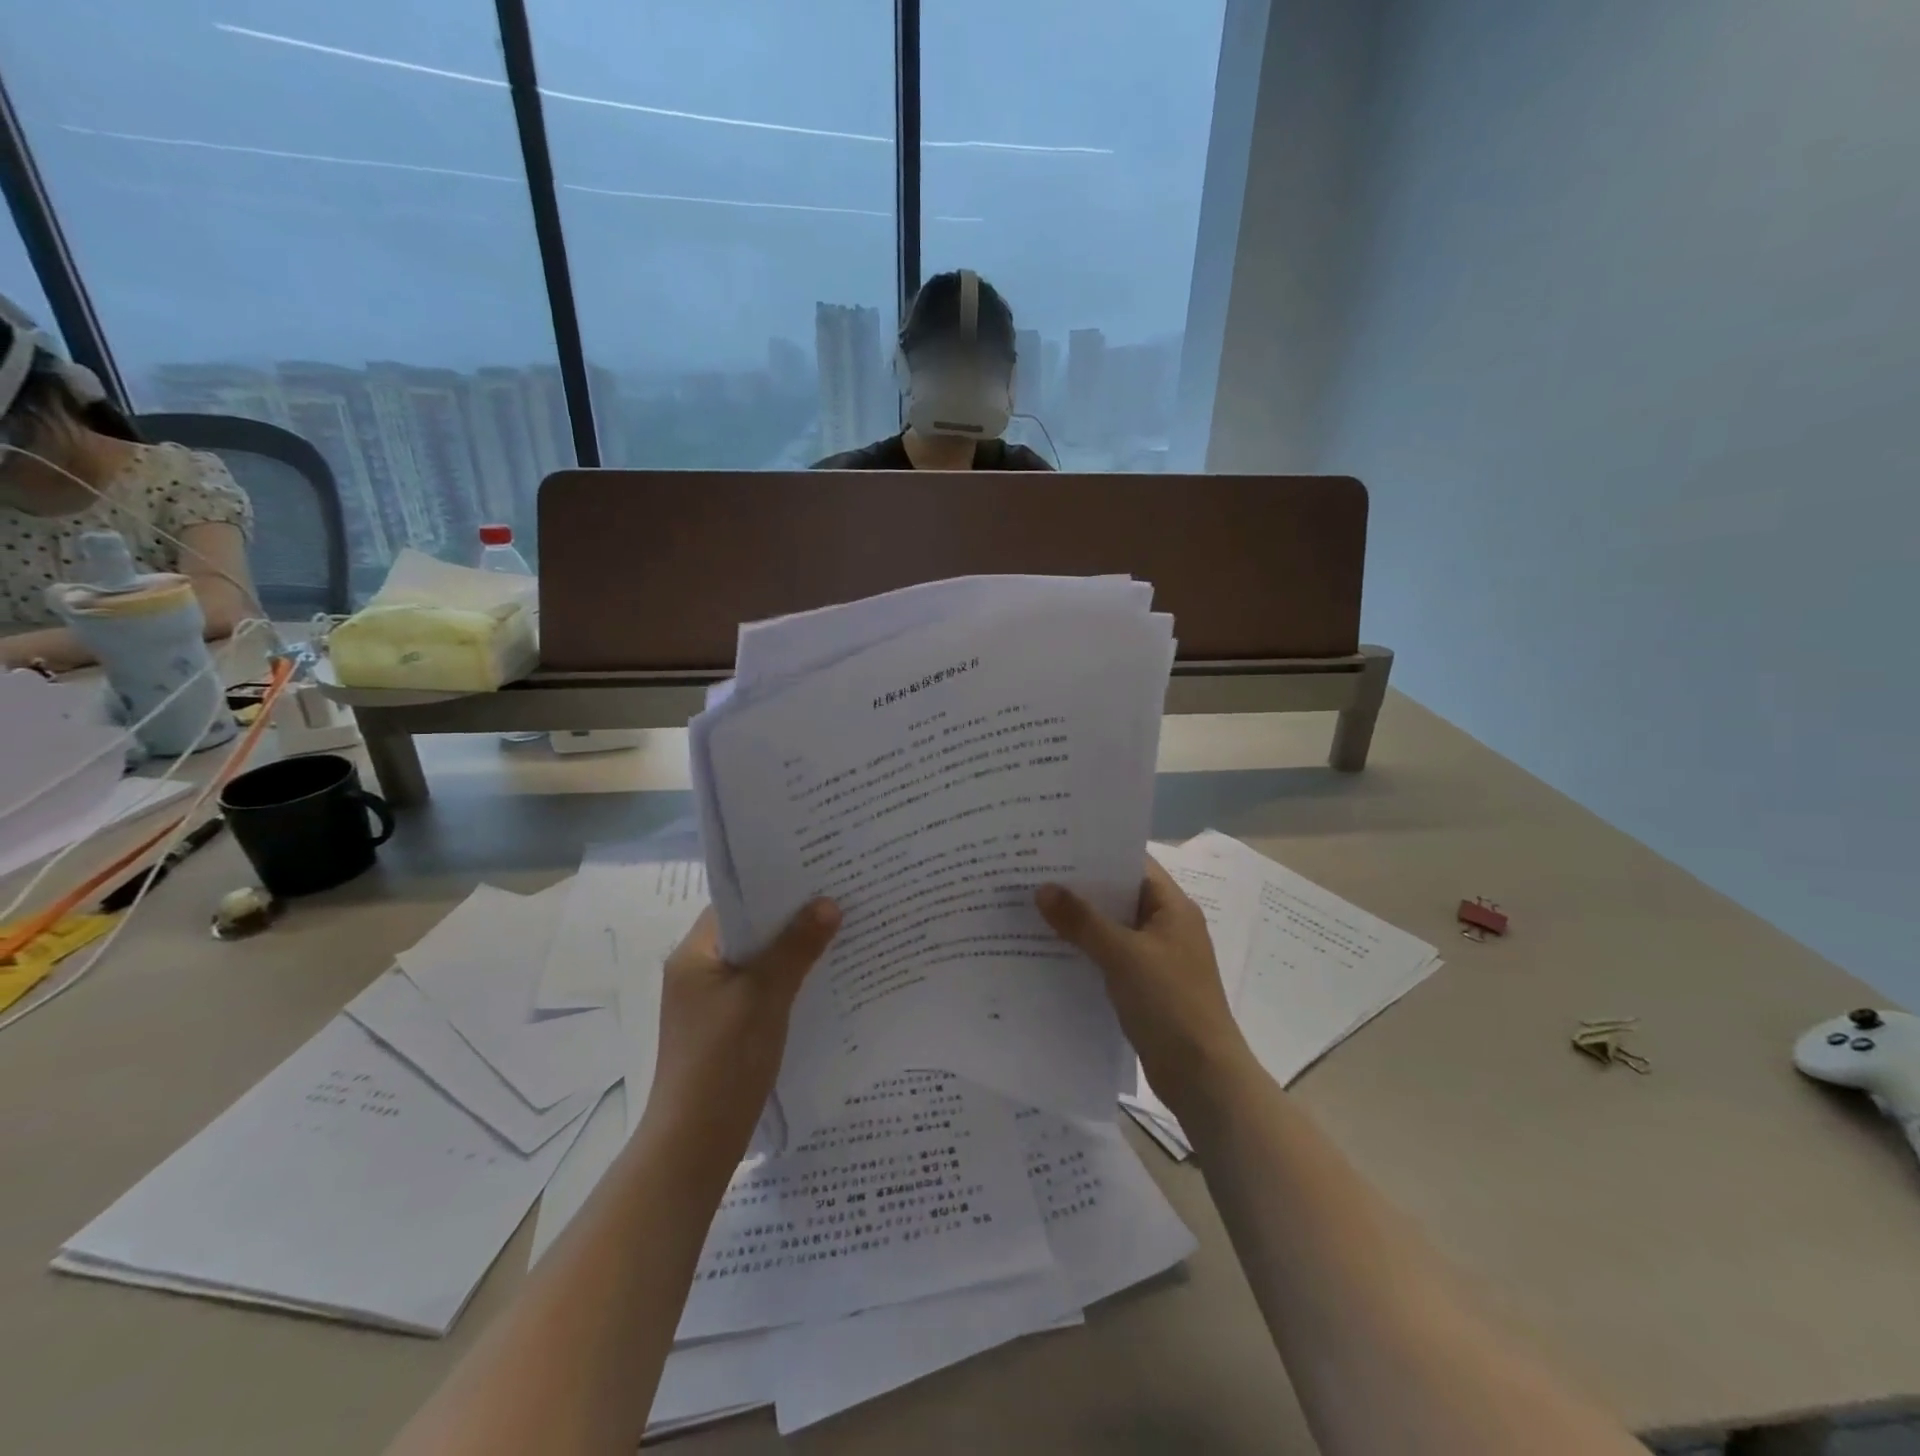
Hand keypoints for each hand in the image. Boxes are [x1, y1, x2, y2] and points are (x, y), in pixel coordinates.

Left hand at [646, 900, 839, 1157]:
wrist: (695, 1145)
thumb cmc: (724, 1061)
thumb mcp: (765, 996)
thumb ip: (796, 947)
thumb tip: (829, 903)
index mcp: (694, 955)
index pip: (736, 903)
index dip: (775, 887)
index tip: (818, 873)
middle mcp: (699, 971)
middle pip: (750, 931)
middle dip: (792, 918)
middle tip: (839, 898)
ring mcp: (712, 1002)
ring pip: (759, 961)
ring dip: (793, 950)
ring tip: (840, 931)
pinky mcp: (727, 1028)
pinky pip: (762, 989)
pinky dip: (789, 980)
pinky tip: (824, 978)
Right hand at [1037, 859, 1252, 1116]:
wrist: (1202, 1076)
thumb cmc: (1170, 1003)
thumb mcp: (1123, 956)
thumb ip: (1082, 921)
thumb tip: (1043, 888)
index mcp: (1172, 907)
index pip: (1132, 864)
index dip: (1097, 853)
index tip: (1055, 847)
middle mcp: (1166, 926)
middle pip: (1119, 895)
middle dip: (1080, 888)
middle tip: (1033, 875)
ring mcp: (1157, 957)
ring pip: (1112, 928)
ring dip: (1080, 921)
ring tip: (1033, 908)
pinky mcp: (1146, 986)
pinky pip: (1110, 956)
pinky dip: (1085, 951)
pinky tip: (1050, 951)